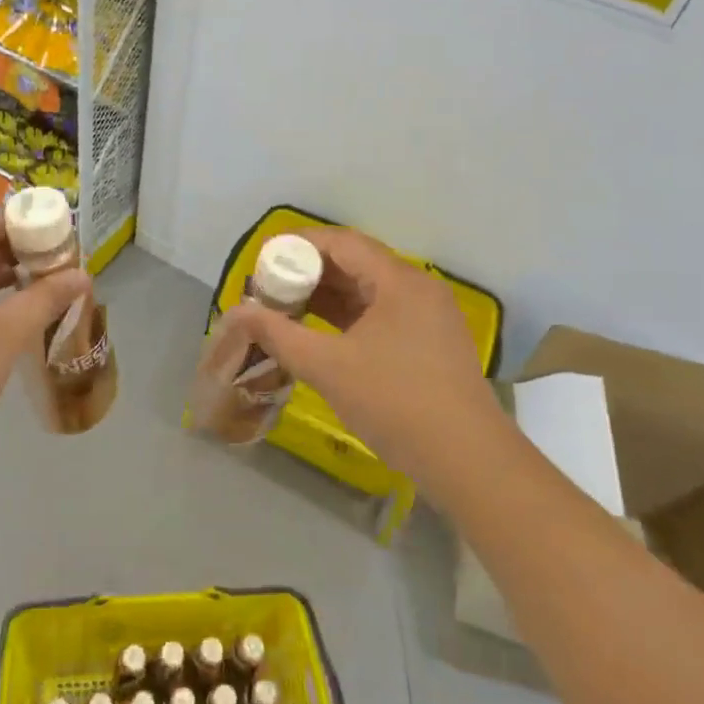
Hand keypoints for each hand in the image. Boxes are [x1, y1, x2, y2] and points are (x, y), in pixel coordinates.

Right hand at [229, 228, 507, 487]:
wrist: (467, 460)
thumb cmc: (395, 402)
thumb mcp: (327, 366)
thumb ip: (278, 334)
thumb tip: (236, 312)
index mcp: (399, 281)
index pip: (342, 243)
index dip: (299, 245)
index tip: (264, 260)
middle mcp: (417, 289)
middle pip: (356, 263)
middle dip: (309, 273)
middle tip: (269, 288)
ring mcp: (428, 317)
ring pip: (368, 292)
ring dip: (327, 297)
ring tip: (286, 310)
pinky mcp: (430, 343)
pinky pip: (381, 314)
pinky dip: (348, 318)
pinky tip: (320, 333)